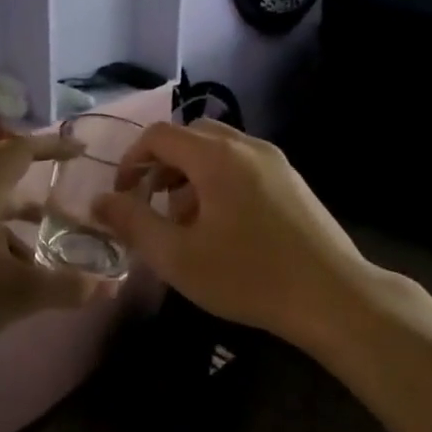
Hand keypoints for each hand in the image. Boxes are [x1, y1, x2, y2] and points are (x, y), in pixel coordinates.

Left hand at [0, 134, 101, 368]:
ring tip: (46, 266)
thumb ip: (68, 287)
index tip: (81, 152)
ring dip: (22, 234)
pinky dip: (1, 248)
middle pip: (9, 187)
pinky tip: (10, 284)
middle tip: (73, 222)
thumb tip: (110, 287)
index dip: (53, 146)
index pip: (21, 152)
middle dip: (43, 206)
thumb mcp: (20, 294)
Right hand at [92, 120, 379, 343]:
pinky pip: (244, 164)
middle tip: (154, 205)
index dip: (133, 160)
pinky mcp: (293, 180)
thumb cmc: (248, 276)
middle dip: (163, 166)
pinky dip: (220, 180)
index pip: (160, 135)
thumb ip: (133, 223)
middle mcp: (247, 146)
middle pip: (191, 137)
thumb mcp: (178, 256)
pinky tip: (225, 227)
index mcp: (216, 157)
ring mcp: (275, 161)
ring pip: (219, 151)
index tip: (124, 195)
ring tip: (188, 222)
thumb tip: (99, 202)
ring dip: (192, 174)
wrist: (332, 296)